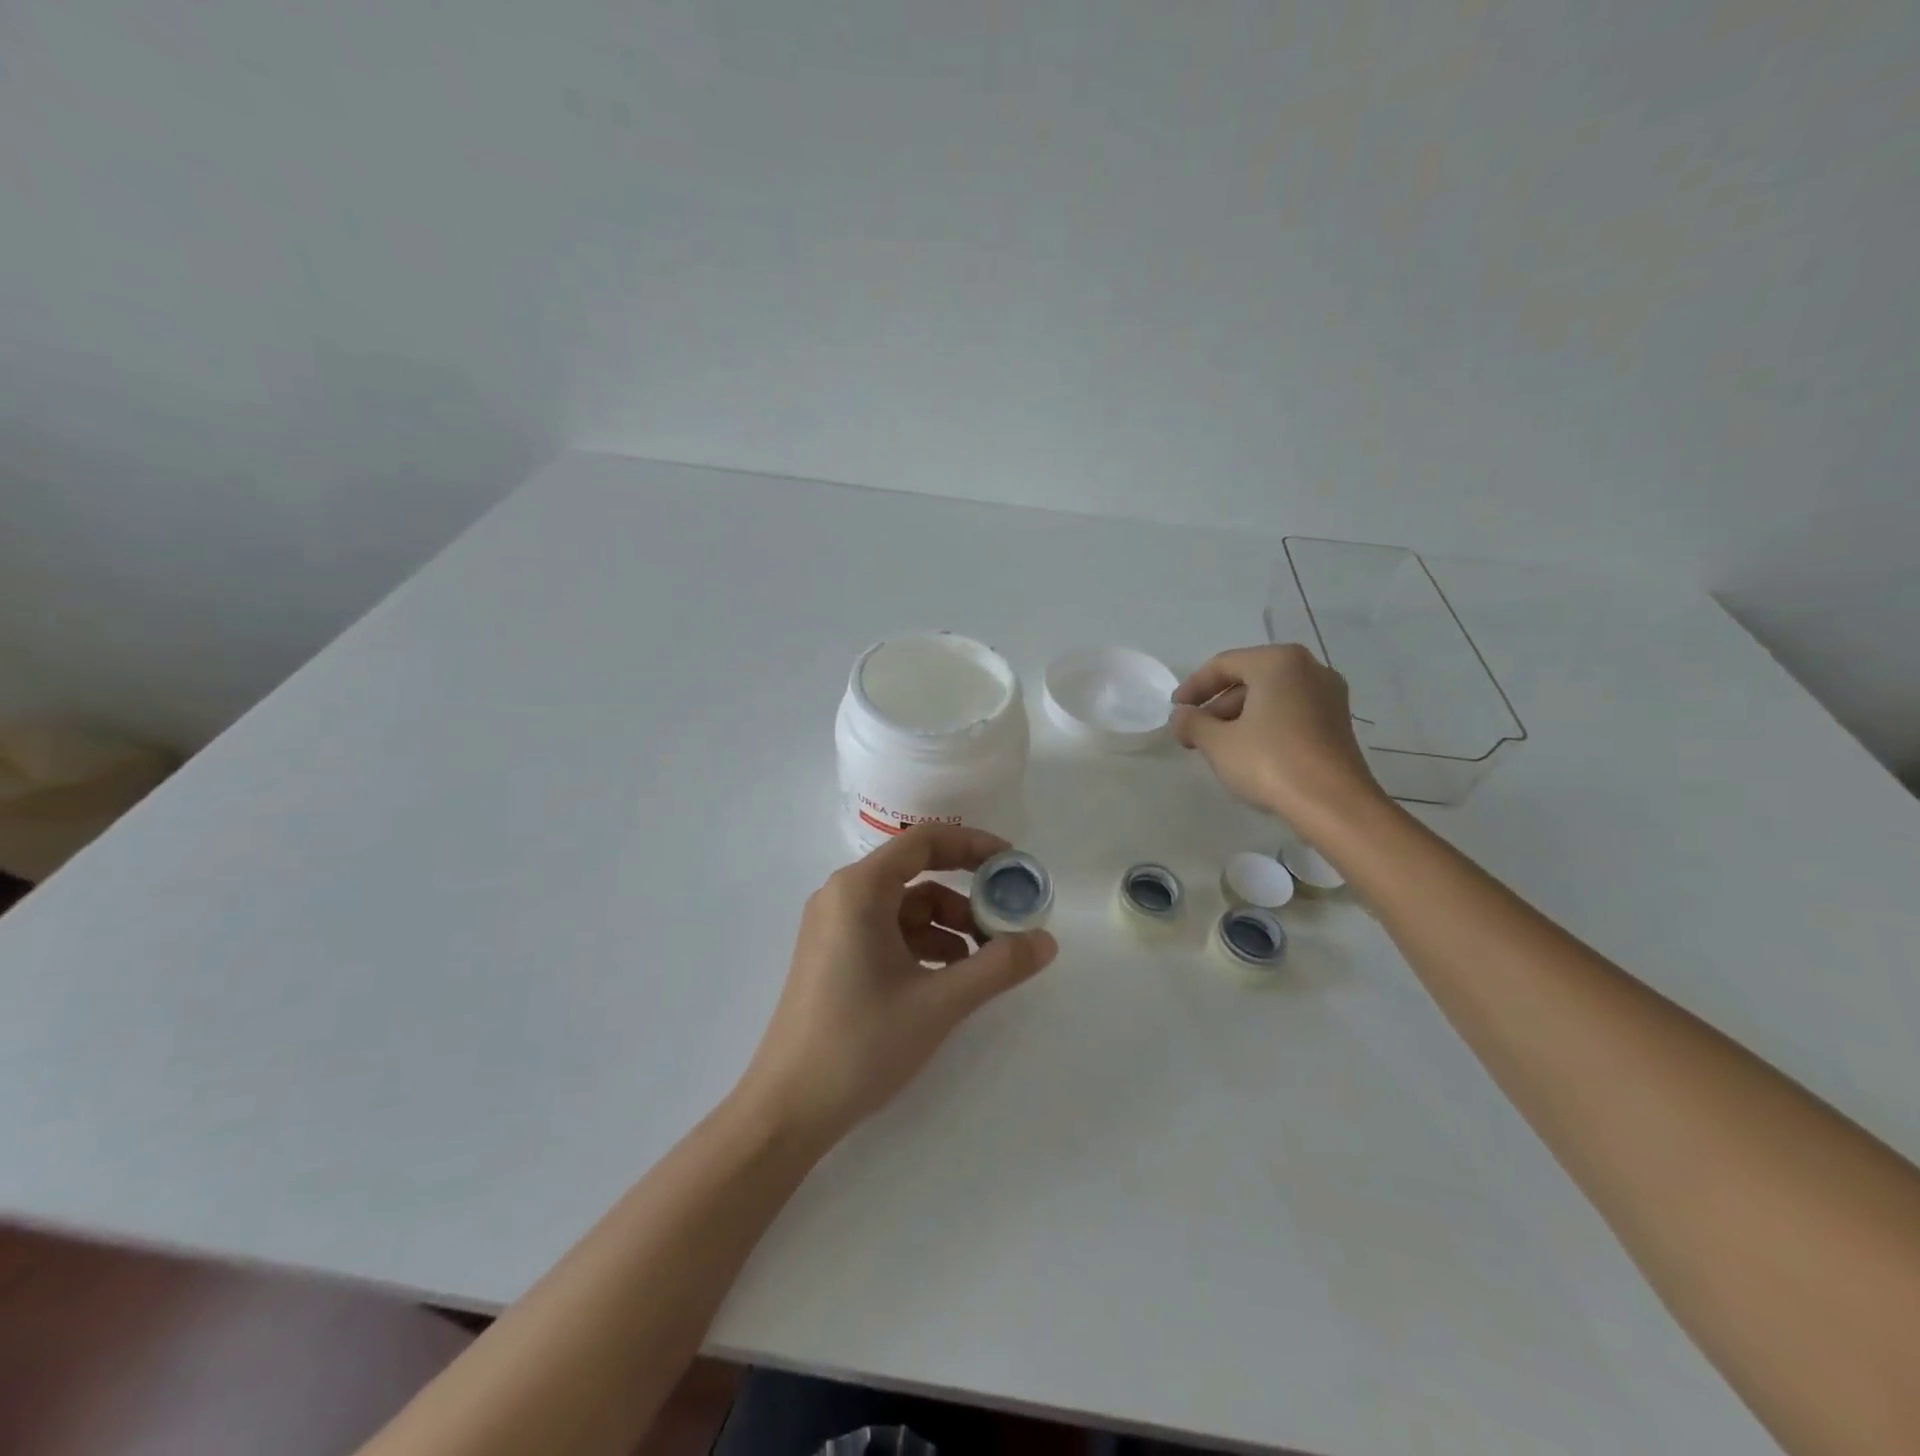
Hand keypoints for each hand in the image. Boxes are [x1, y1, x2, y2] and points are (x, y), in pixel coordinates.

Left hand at [735, 823, 1058, 1150]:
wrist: (788, 1108)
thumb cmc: (861, 1043)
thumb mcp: (940, 1003)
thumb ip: (998, 966)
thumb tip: (1047, 940)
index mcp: (859, 890)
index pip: (924, 841)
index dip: (973, 845)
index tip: (1012, 865)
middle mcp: (842, 896)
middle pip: (917, 874)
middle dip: (966, 896)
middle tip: (1007, 922)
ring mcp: (834, 927)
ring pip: (905, 907)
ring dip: (948, 926)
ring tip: (984, 962)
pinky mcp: (834, 955)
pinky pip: (888, 932)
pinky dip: (924, 945)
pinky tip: (950, 978)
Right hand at [1171, 644, 1385, 831]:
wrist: (1333, 804)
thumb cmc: (1270, 762)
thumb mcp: (1218, 743)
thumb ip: (1192, 723)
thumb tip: (1181, 716)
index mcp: (1278, 662)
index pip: (1223, 665)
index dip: (1193, 687)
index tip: (1175, 711)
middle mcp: (1309, 668)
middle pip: (1249, 678)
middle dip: (1217, 705)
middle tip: (1193, 732)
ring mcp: (1328, 695)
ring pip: (1271, 697)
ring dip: (1239, 717)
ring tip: (1216, 747)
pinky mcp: (1337, 722)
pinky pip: (1291, 712)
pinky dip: (1265, 725)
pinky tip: (1249, 752)